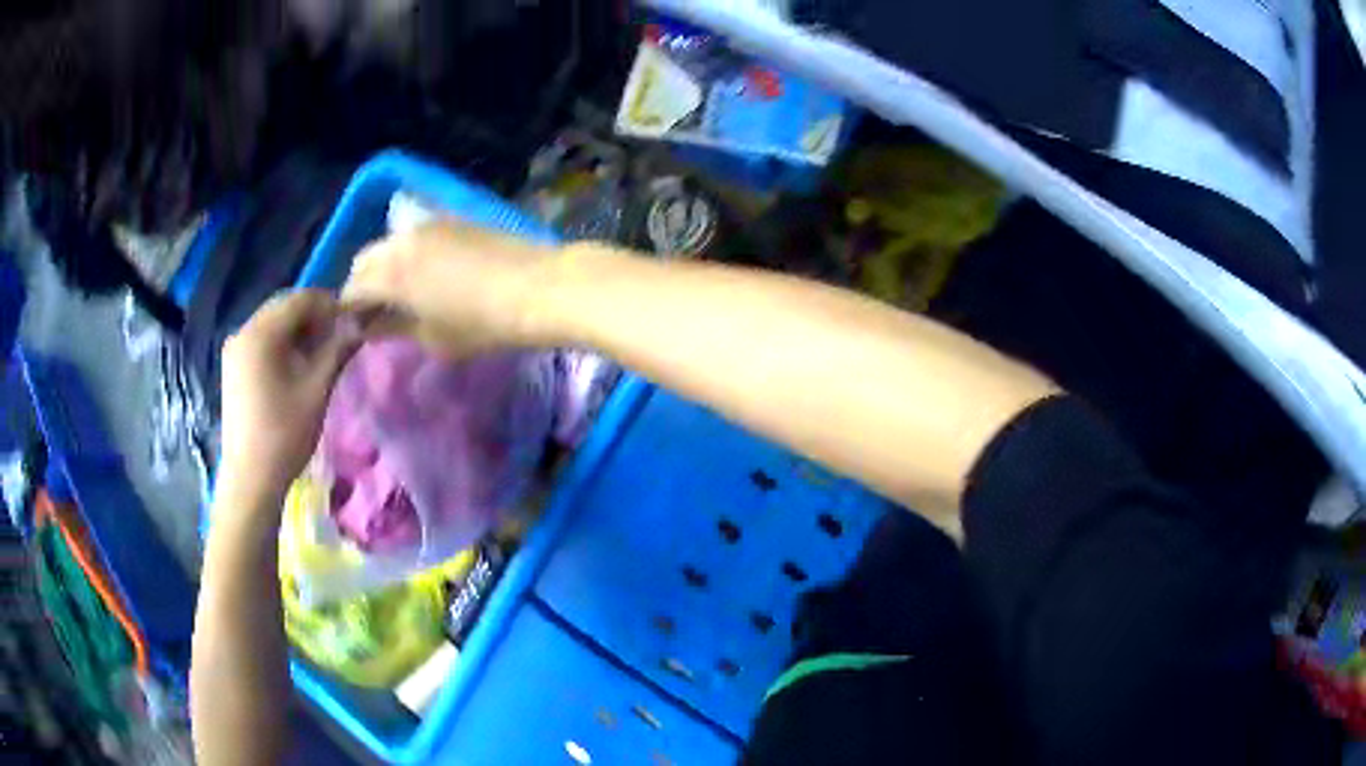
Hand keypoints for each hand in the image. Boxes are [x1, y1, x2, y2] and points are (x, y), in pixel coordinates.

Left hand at [217, 290, 361, 509]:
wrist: (251, 478)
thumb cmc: (285, 434)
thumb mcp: (317, 389)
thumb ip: (337, 349)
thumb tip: (359, 324)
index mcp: (261, 332)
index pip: (301, 299)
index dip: (330, 304)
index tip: (354, 320)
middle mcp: (243, 331)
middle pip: (284, 307)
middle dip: (314, 316)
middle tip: (340, 335)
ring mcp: (235, 350)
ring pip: (273, 323)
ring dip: (299, 329)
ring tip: (322, 351)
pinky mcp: (234, 367)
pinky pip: (262, 341)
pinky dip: (283, 343)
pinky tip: (298, 364)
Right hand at [342, 222, 557, 357]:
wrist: (538, 286)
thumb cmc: (483, 322)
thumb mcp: (434, 336)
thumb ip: (394, 328)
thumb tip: (369, 328)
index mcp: (390, 272)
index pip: (353, 289)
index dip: (349, 310)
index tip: (356, 328)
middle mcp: (401, 240)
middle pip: (365, 260)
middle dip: (363, 284)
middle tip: (377, 311)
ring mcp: (427, 224)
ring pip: (388, 243)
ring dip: (384, 265)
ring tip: (401, 292)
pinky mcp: (451, 218)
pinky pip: (413, 234)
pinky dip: (406, 252)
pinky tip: (425, 272)